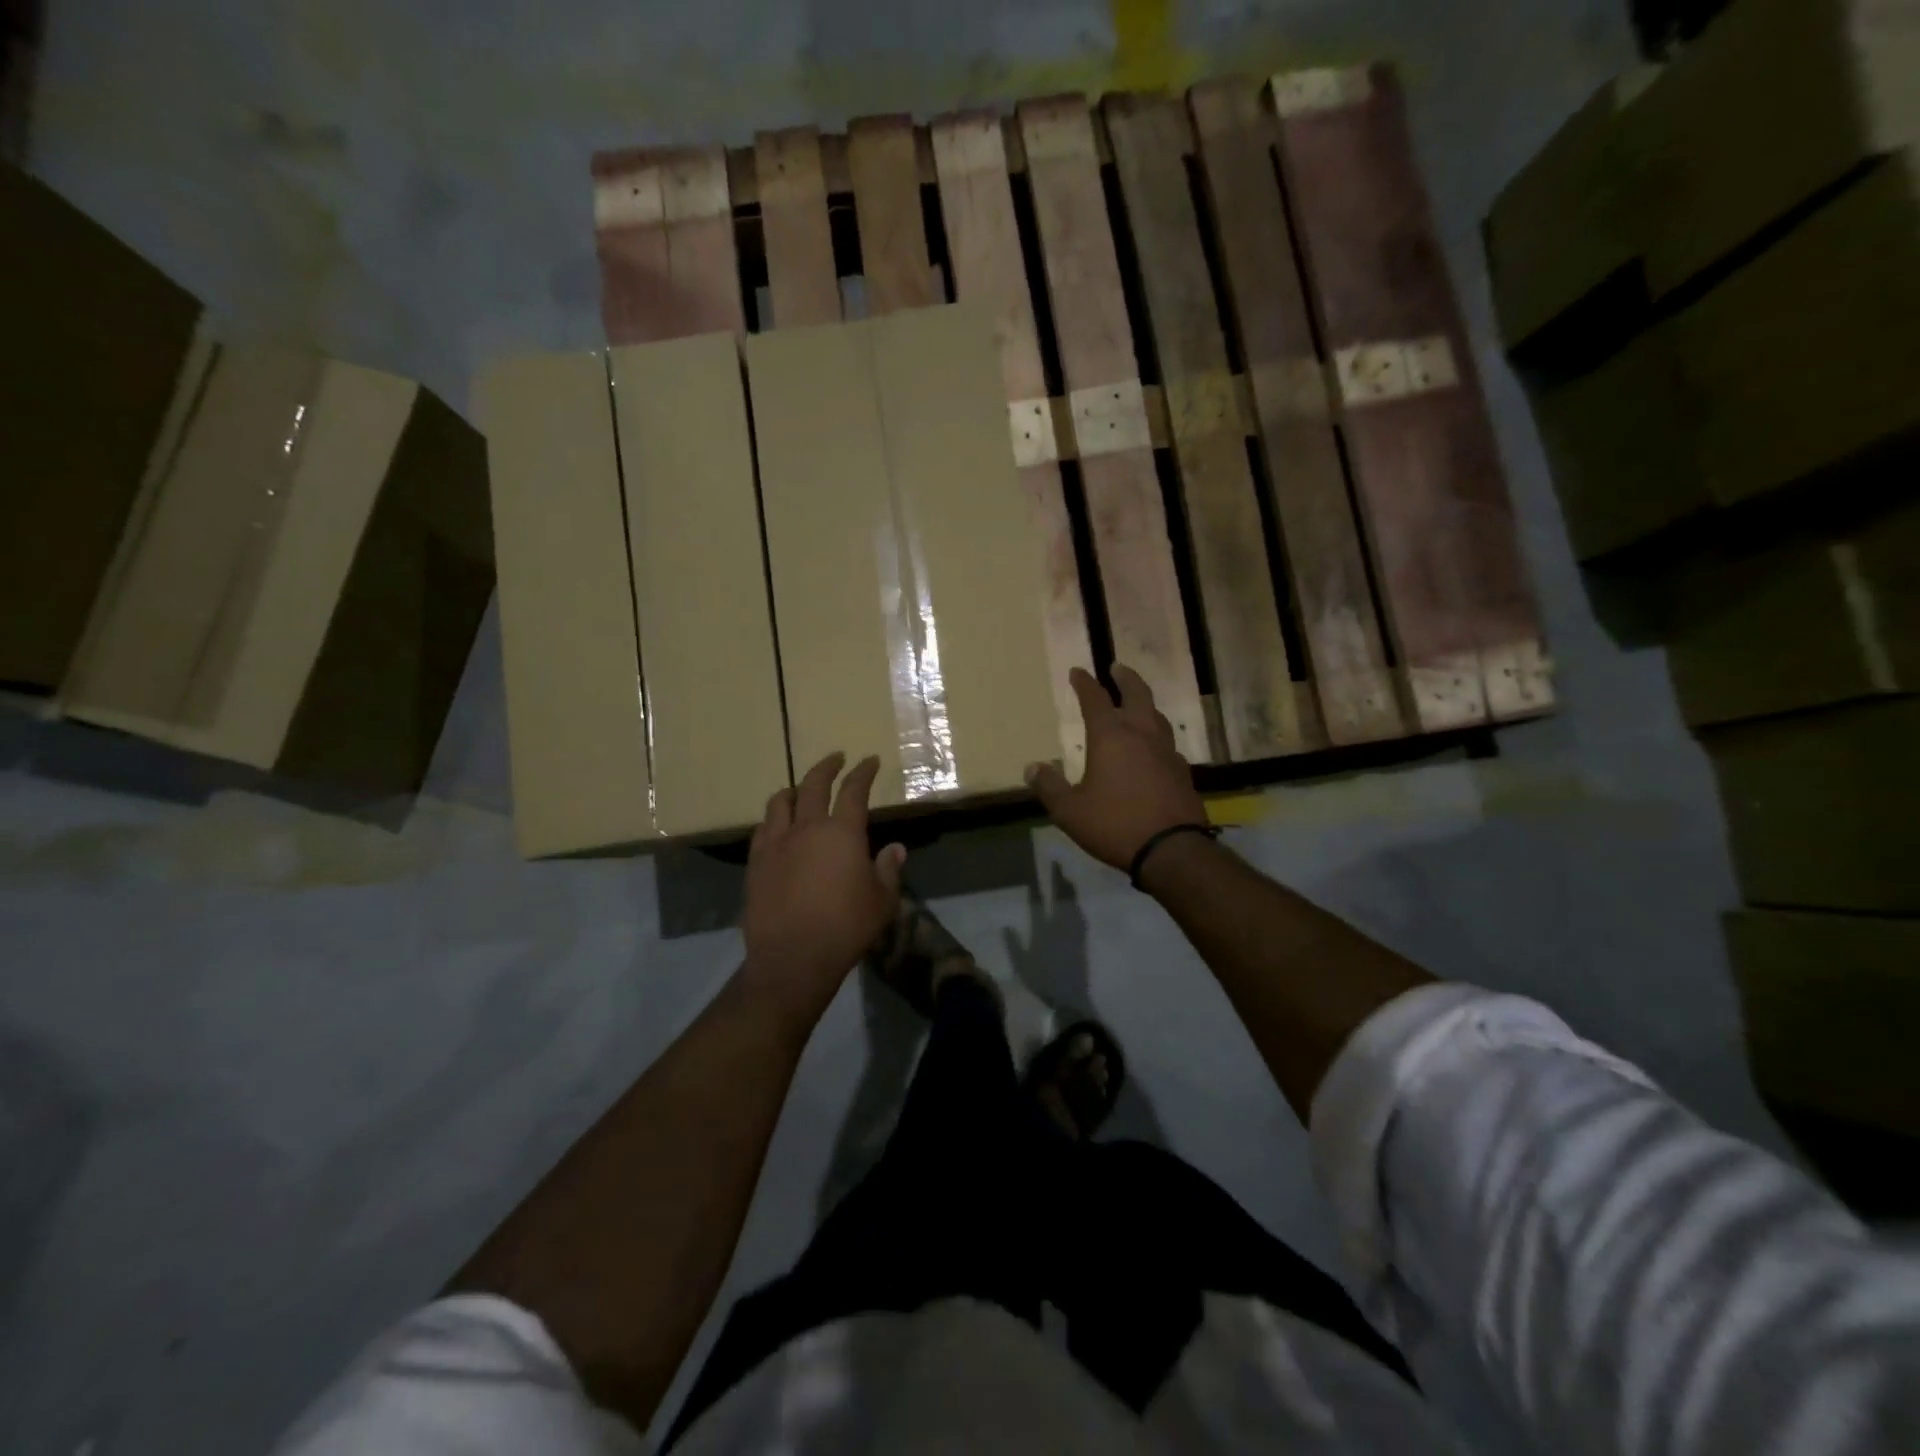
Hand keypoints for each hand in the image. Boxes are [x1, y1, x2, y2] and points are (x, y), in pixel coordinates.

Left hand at [742, 752, 905, 1022]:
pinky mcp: (756, 862)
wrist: (793, 958)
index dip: (863, 772)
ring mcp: (777, 843)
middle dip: (827, 766)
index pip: (854, 790)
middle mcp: (808, 828)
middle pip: (814, 784)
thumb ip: (888, 870)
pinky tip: (778, 826)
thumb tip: (895, 849)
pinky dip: (774, 819)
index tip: (869, 761)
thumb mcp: (882, 901)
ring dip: (795, 789)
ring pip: (781, 801)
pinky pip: (763, 828)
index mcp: (843, 832)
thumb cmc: (846, 928)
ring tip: (801, 789)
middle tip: (836, 758)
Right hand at [1025, 665, 1207, 871]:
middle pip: (1137, 694)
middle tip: (1117, 667)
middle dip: (1125, 678)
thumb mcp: (1070, 811)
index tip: (1078, 672)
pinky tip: (1152, 746)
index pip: (1095, 699)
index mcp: (1111, 737)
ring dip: (1144, 703)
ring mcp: (1166, 751)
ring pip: (1156, 716)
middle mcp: (1141, 734)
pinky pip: (1166, 742)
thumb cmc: (1115, 824)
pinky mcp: (1181, 771)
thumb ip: (1050, 787)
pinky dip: (1156, 734)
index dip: (1084, 683)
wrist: (1172, 849)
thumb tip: (1032, 768)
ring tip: (1136, 703)